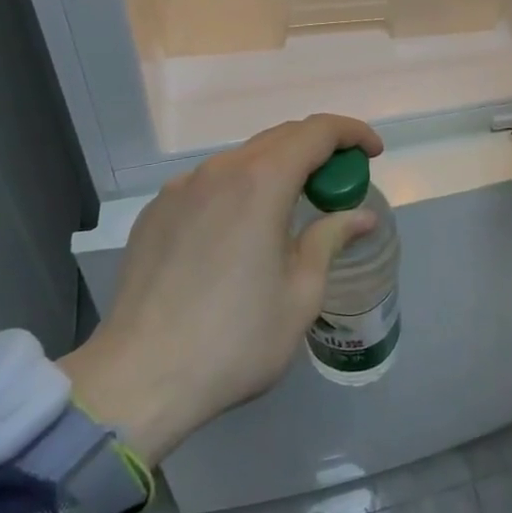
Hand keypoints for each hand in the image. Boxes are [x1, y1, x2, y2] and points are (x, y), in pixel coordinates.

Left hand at [57, 114, 383, 464]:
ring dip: (277, 169)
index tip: (373, 152)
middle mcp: (218, 171)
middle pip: (279, 138)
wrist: (138, 380)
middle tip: (339, 184)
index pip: (316, 132)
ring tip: (292, 209)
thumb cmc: (235, 340)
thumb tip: (360, 216)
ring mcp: (180, 189)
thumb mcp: (301, 294)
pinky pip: (209, 184)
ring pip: (242, 159)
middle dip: (318, 150)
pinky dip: (239, 190)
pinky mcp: (155, 213)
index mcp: (260, 183)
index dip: (352, 133)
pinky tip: (240, 232)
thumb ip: (330, 240)